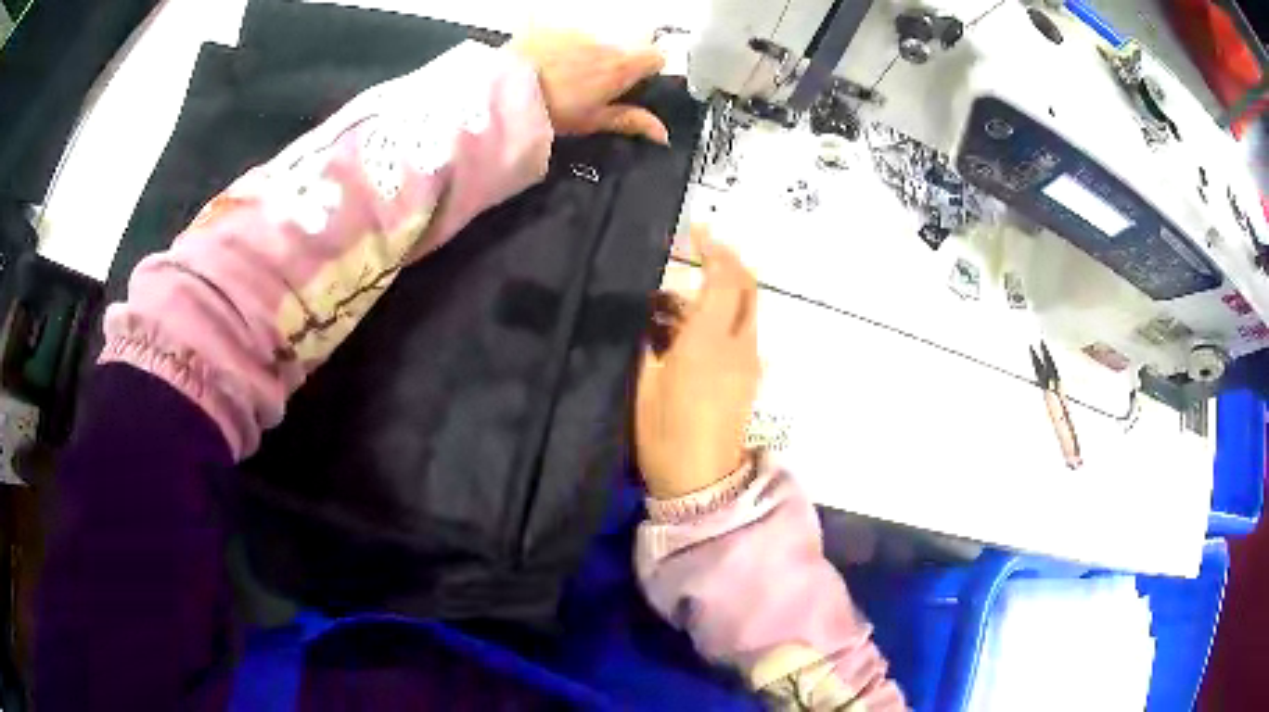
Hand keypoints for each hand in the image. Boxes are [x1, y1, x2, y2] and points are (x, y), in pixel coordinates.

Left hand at [510, 30, 668, 144]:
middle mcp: (602, 43)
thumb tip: (662, 132)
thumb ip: (631, 121)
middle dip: (612, 64)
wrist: (502, 93)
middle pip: (621, 49)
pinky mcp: (548, 27)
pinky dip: (558, 47)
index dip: (649, 70)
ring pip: (592, 42)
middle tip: (590, 88)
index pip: (656, 57)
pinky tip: (541, 64)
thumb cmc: (551, 110)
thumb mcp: (593, 122)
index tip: (636, 84)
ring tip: (559, 78)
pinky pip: (562, 35)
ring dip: (584, 55)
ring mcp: (574, 32)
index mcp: (619, 66)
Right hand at [636, 228, 760, 499]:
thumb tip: (648, 310)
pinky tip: (687, 328)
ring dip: (720, 292)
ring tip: (675, 298)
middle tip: (699, 251)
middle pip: (746, 287)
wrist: (701, 481)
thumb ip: (647, 339)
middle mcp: (738, 344)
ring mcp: (748, 361)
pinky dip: (721, 316)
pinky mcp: (749, 377)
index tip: (696, 231)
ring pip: (744, 309)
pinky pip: (740, 331)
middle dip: (728, 261)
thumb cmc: (665, 432)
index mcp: (710, 340)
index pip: (724, 278)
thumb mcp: (643, 382)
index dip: (714, 249)